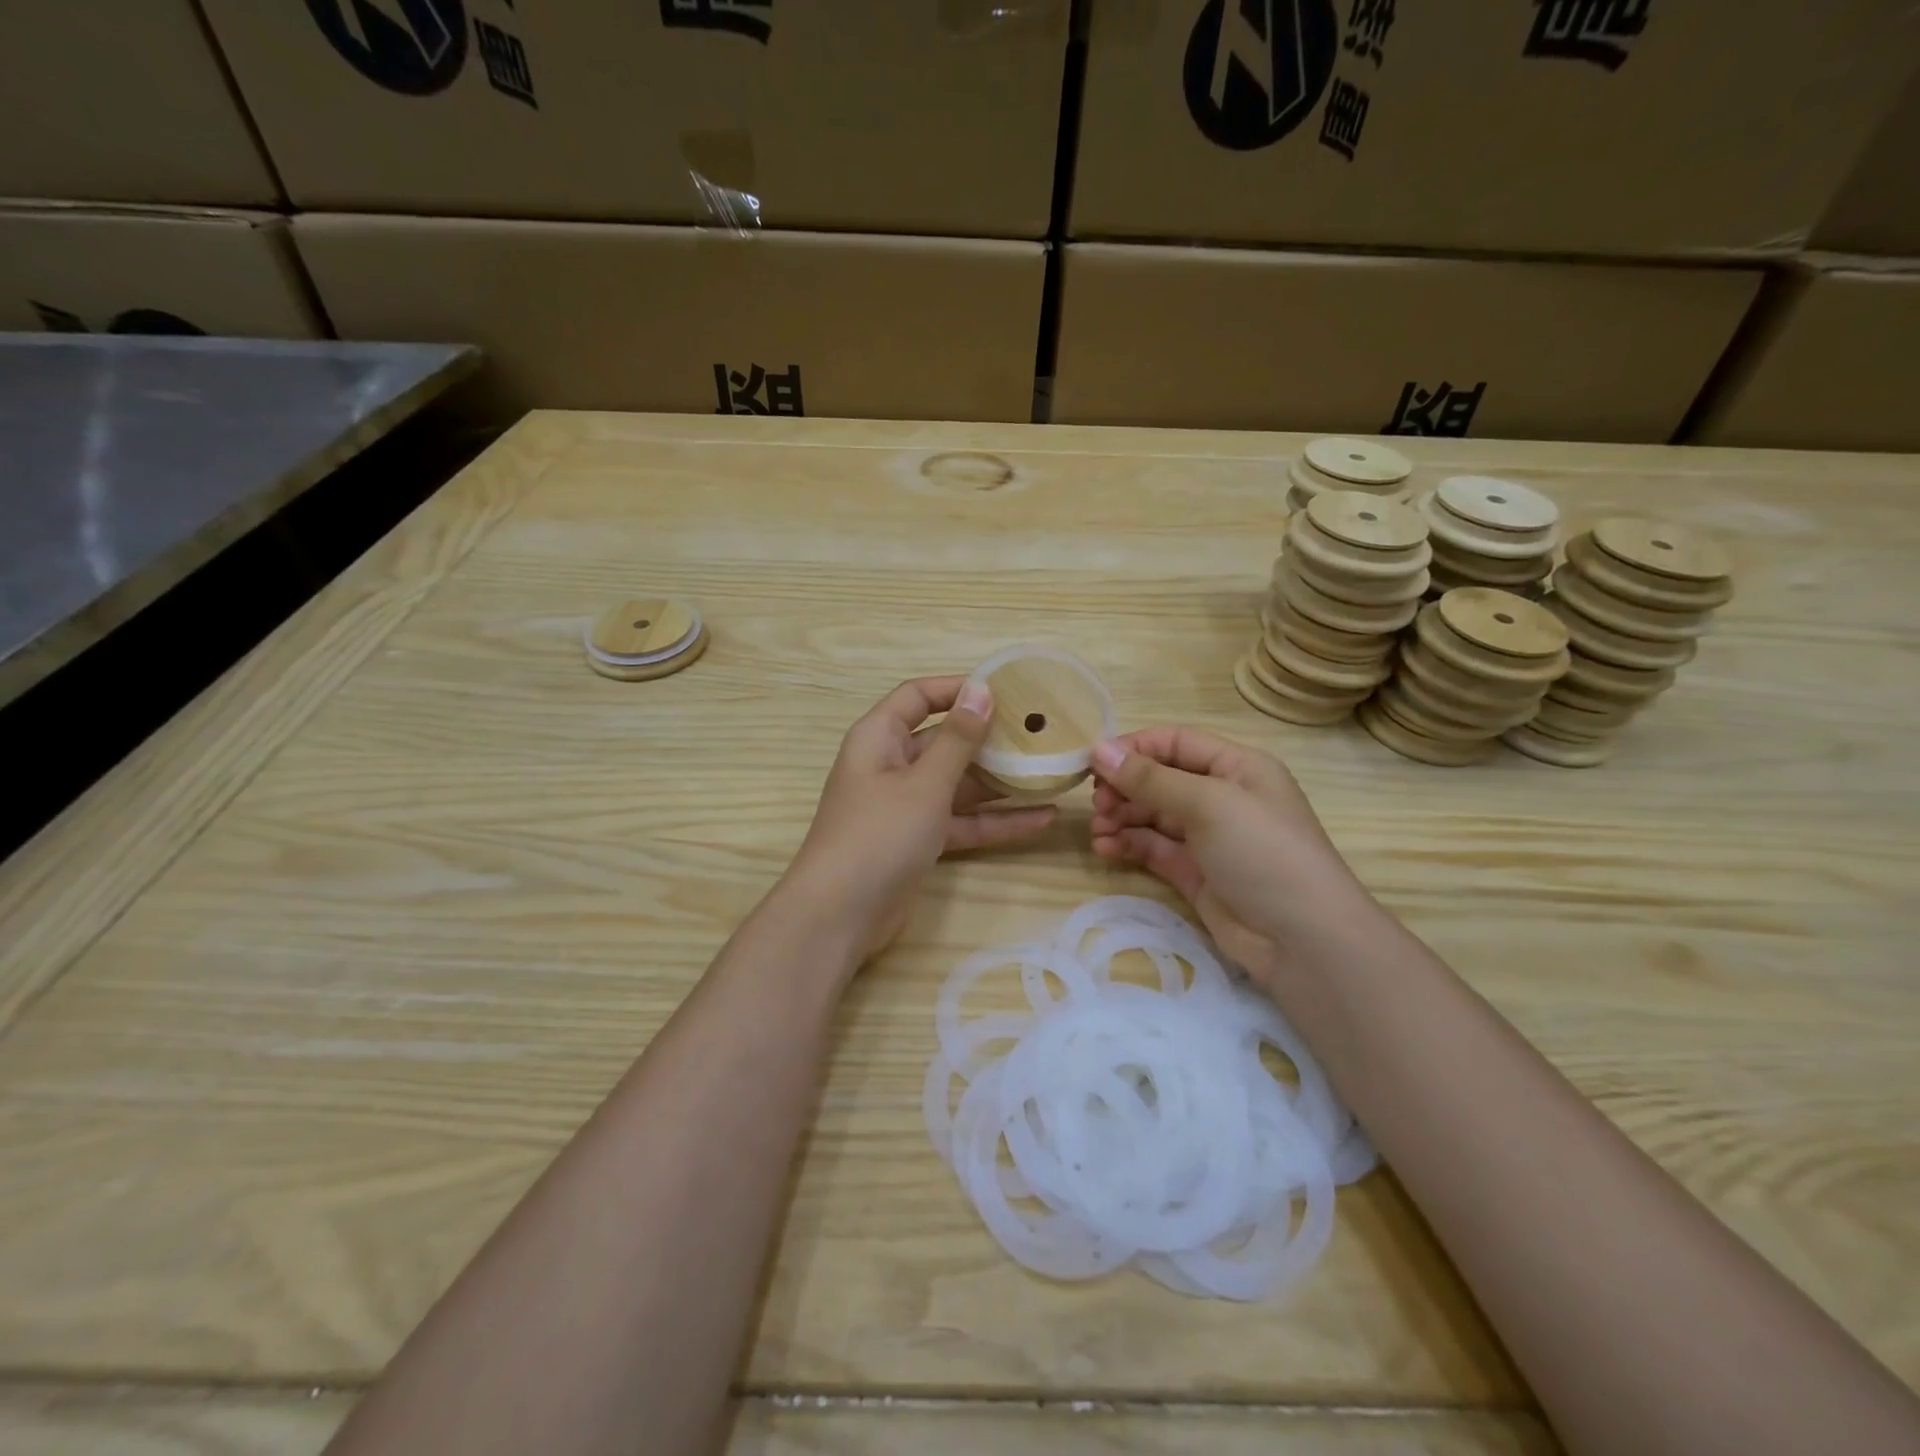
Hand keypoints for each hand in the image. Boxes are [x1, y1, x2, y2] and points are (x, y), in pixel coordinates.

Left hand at [785, 676, 1056, 963]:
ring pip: (959, 783)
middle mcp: (891, 764)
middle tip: (1042, 734)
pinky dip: (996, 820)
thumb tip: (982, 690)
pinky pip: (962, 820)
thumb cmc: (879, 834)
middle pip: (945, 740)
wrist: (840, 916)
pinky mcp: (919, 840)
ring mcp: (906, 805)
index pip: (919, 696)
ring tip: (1051, 773)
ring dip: (1001, 781)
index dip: (958, 688)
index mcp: (880, 737)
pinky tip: (1043, 818)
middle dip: (990, 738)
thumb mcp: (924, 783)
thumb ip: (958, 738)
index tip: (1007, 689)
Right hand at [1089, 727, 1376, 986]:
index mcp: (1237, 767)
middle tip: (1098, 804)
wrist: (1303, 941)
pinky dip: (1128, 844)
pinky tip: (1105, 848)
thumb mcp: (1209, 803)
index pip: (1176, 742)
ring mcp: (1208, 838)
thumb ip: (1151, 777)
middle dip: (1125, 787)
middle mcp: (1222, 797)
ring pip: (1152, 815)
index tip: (1093, 762)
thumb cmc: (1263, 852)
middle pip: (1160, 779)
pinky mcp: (1195, 873)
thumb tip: (1099, 748)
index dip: (1134, 748)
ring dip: (1121, 817)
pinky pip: (1153, 848)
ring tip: (1098, 829)